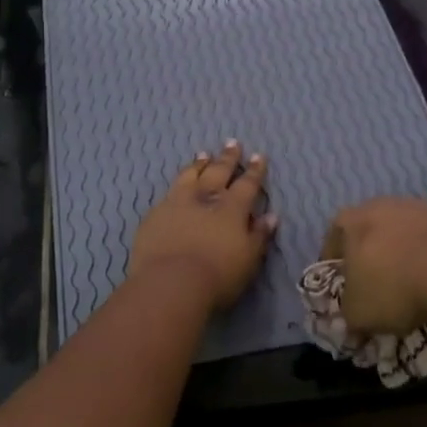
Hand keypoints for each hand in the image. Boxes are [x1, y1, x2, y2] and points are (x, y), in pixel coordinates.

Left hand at [129, 141, 277, 310]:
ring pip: (190, 176)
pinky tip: (176, 185)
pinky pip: (169, 193)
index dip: (254, 170)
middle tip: (232, 143)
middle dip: (228, 158)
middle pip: (218, 172)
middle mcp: (205, 198)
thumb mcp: (249, 259)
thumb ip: (259, 235)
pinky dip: (177, 185)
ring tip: (203, 155)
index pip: (247, 184)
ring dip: (199, 164)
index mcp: (232, 208)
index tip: (258, 156)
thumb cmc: (217, 275)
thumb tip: (271, 216)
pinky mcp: (155, 215)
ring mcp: (177, 203)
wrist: (170, 283)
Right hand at [323, 197, 426, 332]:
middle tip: (375, 285)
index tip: (342, 285)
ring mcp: (413, 208)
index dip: (336, 264)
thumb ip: (349, 317)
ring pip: (399, 233)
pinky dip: (426, 257)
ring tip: (407, 284)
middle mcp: (378, 205)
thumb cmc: (390, 286)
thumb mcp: (358, 314)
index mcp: (349, 221)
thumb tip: (353, 326)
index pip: (334, 240)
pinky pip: (426, 240)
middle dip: (369, 256)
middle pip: (368, 232)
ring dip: (400, 254)